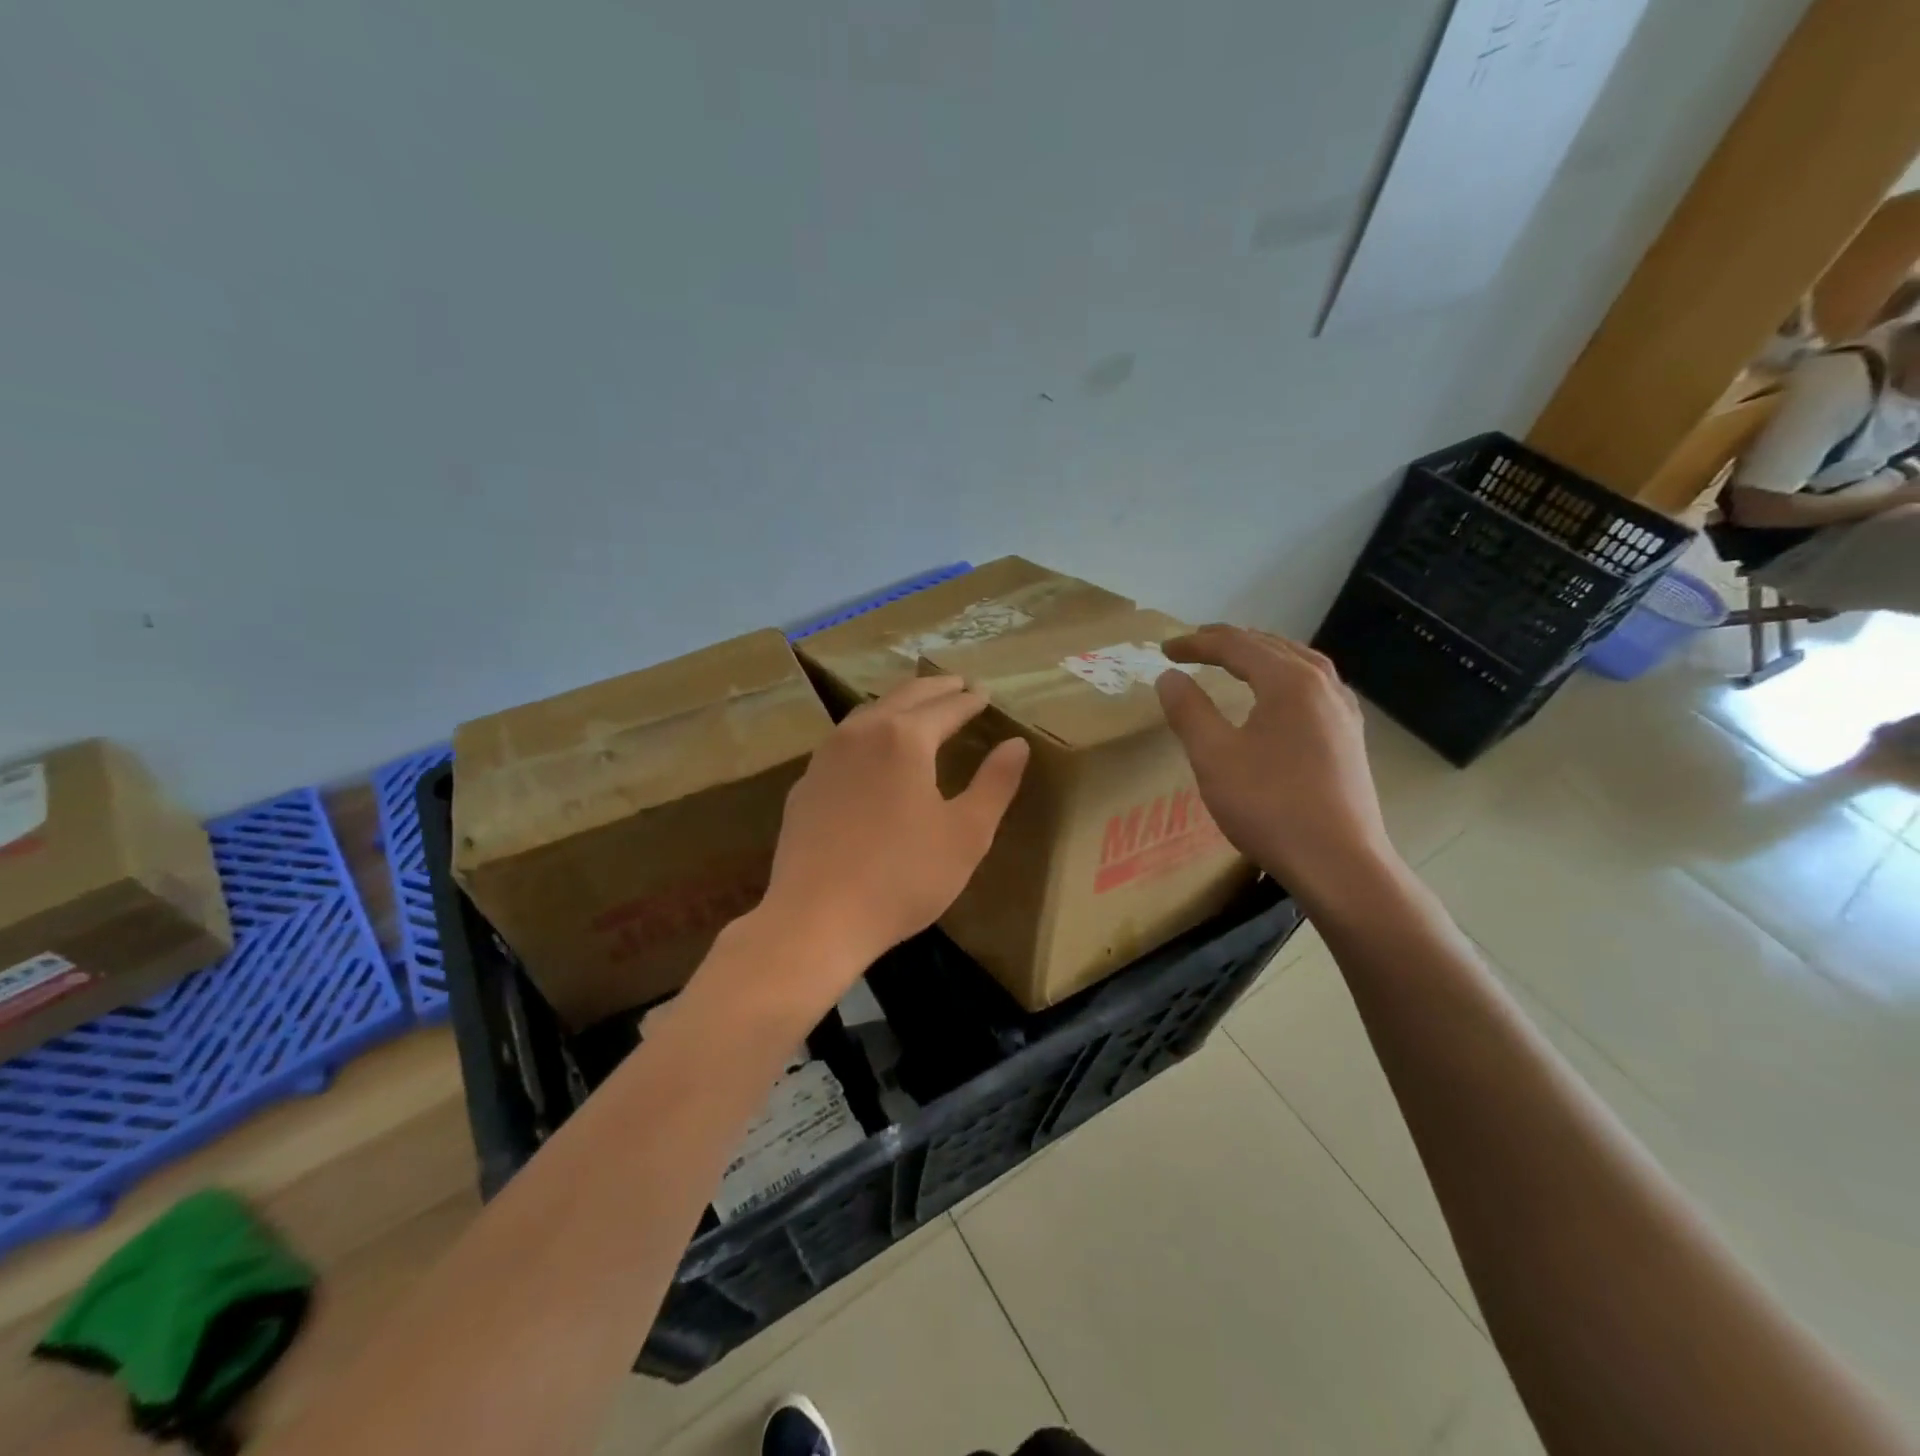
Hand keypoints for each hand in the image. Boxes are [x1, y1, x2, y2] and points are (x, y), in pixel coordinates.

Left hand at [759, 676, 1029, 972]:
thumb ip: (995, 784)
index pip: (946, 707)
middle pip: (904, 697)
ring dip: (898, 704)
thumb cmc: (902, 877)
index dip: (970, 700)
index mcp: (905, 738)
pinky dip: (868, 732)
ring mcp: (826, 757)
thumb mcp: (966, 834)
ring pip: (868, 713)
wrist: (816, 918)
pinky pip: (843, 741)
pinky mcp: (806, 784)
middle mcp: (861, 733)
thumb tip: (1017, 744)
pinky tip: (872, 751)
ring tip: (918, 707)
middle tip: (957, 685)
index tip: (984, 693)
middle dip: (935, 689)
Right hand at [1156, 625, 1398, 910]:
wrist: (1338, 862)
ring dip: (1261, 654)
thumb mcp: (1214, 757)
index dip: (1196, 644)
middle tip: (1193, 647)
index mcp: (1289, 682)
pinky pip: (1315, 687)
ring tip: (1235, 658)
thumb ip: (1189, 710)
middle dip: (1229, 642)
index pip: (1236, 646)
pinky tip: (1280, 695)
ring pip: (1299, 663)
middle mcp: (1323, 685)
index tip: (1163, 650)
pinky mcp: (1349, 737)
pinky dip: (1286, 676)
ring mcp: (1343, 711)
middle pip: (1271, 646)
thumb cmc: (1270, 806)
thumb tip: (1169, 677)